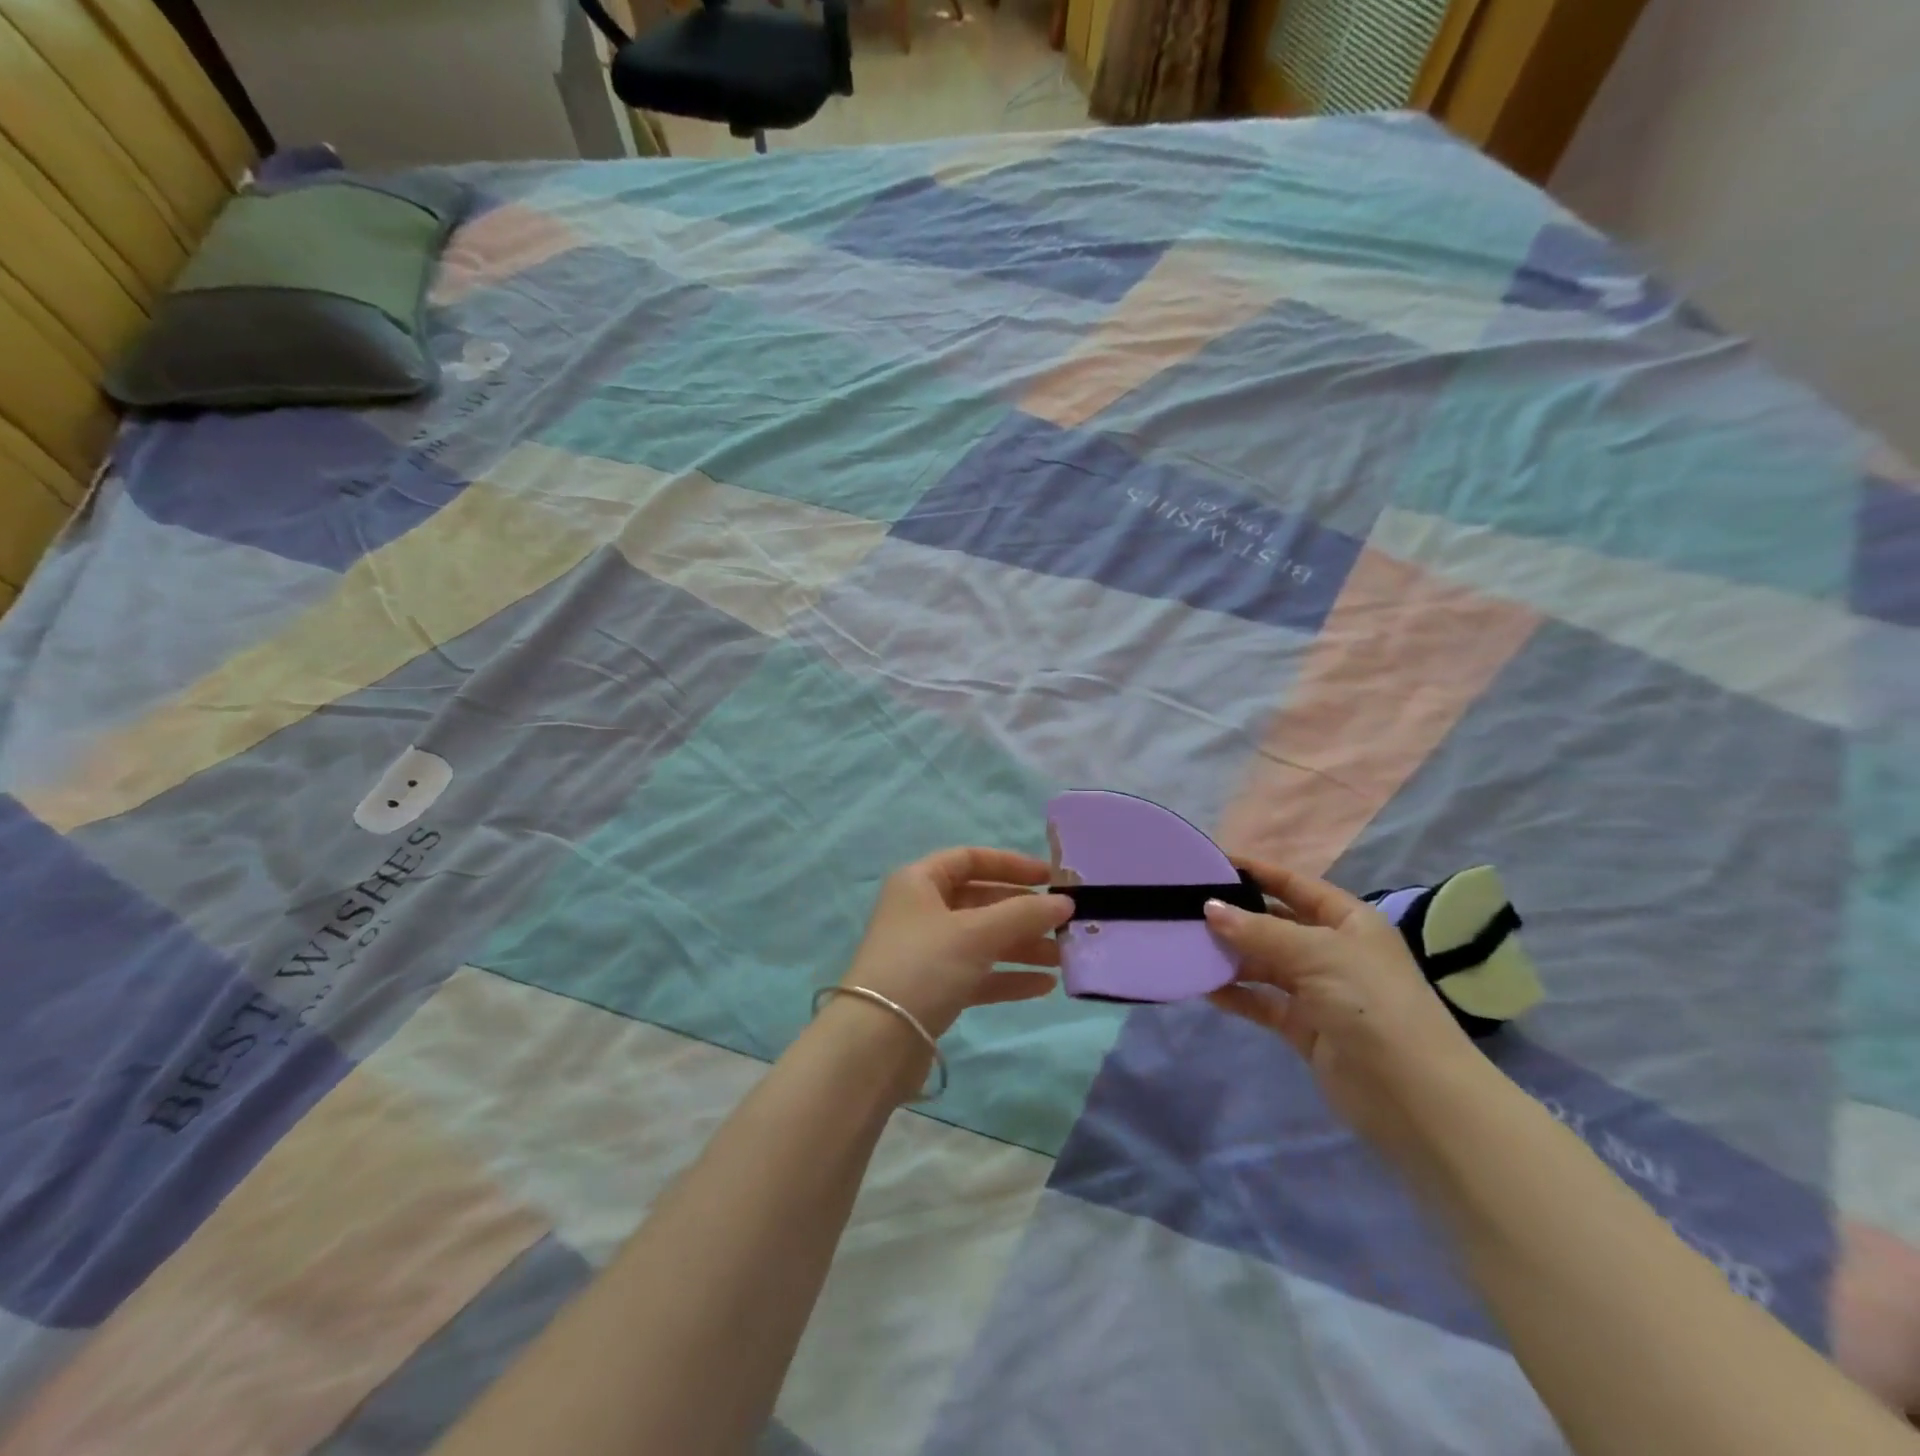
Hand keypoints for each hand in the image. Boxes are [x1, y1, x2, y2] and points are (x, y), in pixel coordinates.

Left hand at [841, 847, 1073, 1041]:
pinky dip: (1008, 976)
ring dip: (1022, 946)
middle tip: (1064, 923)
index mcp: (919, 882)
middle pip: (980, 901)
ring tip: (1063, 958)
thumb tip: (1066, 903)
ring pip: (982, 940)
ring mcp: (927, 952)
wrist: (876, 1042)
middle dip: (1023, 912)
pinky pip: (978, 974)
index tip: (1049, 877)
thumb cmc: (924, 966)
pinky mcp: (933, 990)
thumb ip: (1024, 914)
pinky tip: (1044, 986)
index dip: (1010, 864)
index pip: (969, 859)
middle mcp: (921, 911)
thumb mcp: (976, 933)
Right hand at [1203, 857, 1486, 1164]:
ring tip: (1187, 947)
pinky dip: (1236, 994)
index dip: (1256, 872)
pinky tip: (1205, 987)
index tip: (1210, 863)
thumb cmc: (1370, 1003)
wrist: (1413, 1094)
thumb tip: (1209, 908)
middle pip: (1275, 924)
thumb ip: (1259, 931)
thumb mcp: (1316, 953)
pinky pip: (1263, 1001)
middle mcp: (1333, 950)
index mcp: (1348, 921)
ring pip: (1264, 963)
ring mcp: (1319, 990)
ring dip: (1231, 957)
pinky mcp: (1305, 1027)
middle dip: (1235, 917)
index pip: (1294, 885)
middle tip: (1185, 908)